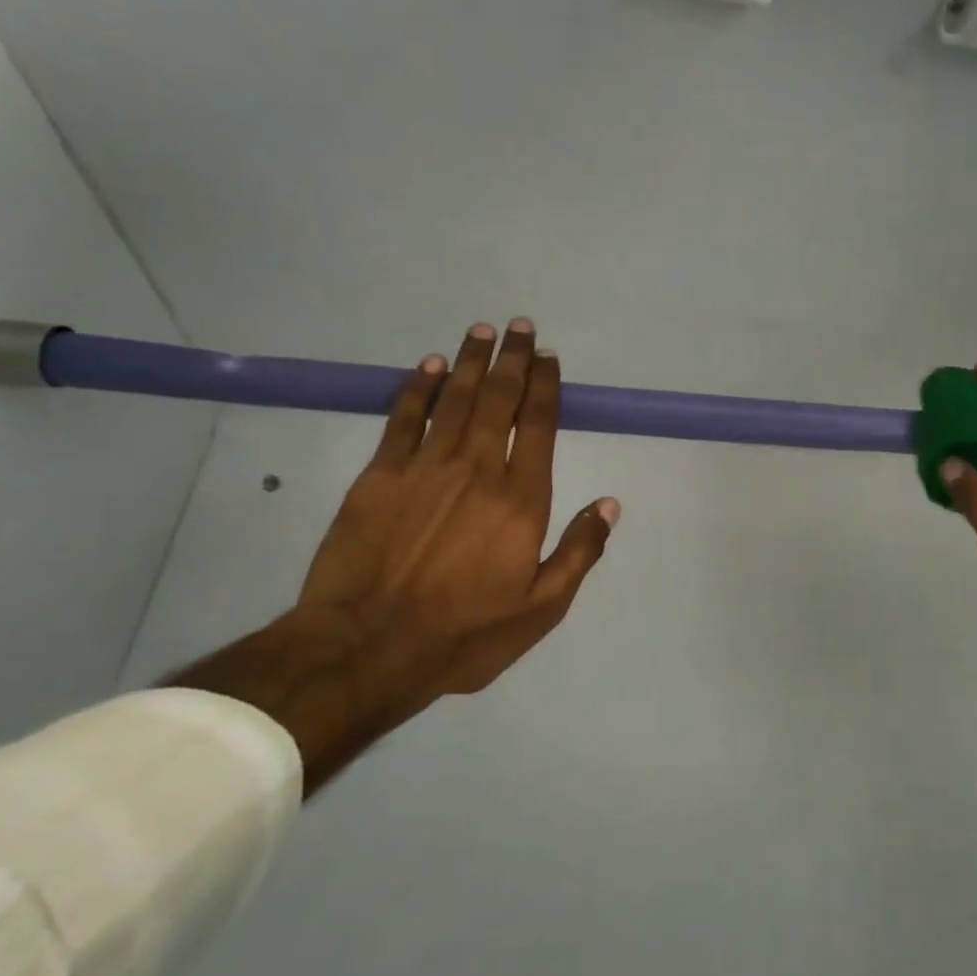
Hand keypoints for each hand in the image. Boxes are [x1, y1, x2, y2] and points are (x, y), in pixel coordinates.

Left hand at [300, 318, 618, 699]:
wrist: (366, 648)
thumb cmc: (463, 633)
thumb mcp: (541, 608)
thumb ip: (579, 552)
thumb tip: (610, 504)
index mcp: (521, 499)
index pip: (537, 426)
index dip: (546, 386)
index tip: (550, 358)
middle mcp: (477, 469)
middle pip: (499, 400)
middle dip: (514, 360)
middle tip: (521, 327)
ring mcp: (425, 468)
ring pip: (456, 399)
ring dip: (473, 362)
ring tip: (483, 331)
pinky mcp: (379, 476)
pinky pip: (404, 418)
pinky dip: (420, 388)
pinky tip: (431, 366)